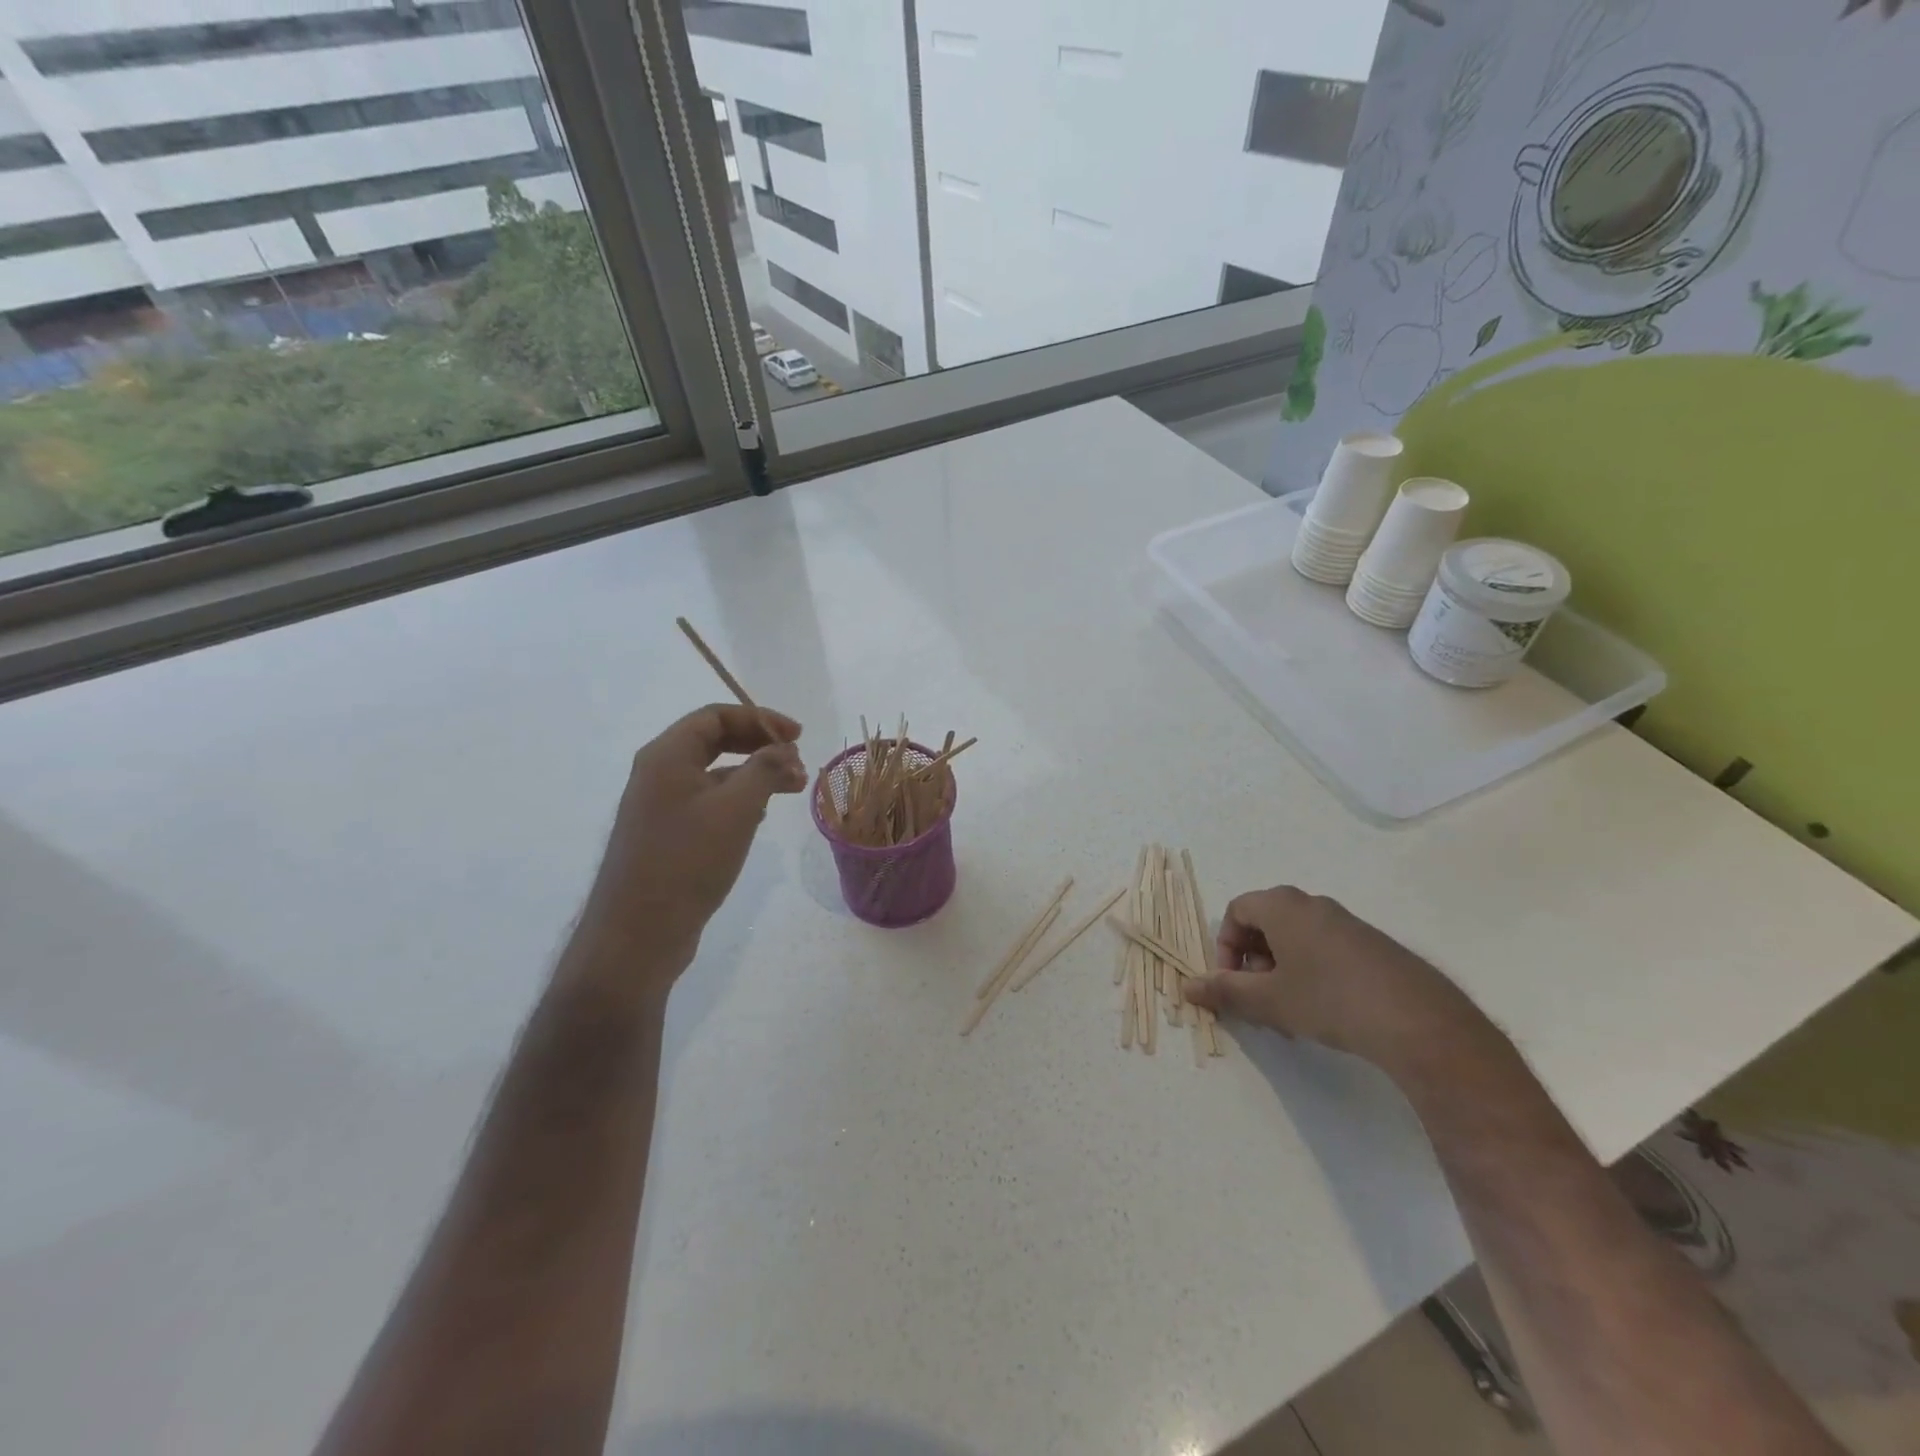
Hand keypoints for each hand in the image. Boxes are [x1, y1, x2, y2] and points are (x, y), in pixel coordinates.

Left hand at [569, 704, 806, 996]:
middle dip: (760, 746)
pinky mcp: (667, 836)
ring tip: (792, 789)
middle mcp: (658, 774)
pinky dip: (739, 800)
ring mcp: (659, 807)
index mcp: (666, 756)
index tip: (798, 736)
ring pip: (714, 774)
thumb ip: (765, 770)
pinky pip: (708, 802)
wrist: (637, 934)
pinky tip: (762, 816)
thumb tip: (784, 750)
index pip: (715, 716)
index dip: (760, 719)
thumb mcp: (737, 809)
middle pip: (714, 741)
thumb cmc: (687, 861)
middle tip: (797, 761)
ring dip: (754, 774)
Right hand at [1182, 886, 1500, 1080]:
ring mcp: (1348, 923)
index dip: (1226, 946)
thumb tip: (1186, 987)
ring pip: (1299, 938)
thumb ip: (1224, 990)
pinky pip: (1328, 949)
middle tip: (1260, 999)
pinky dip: (1314, 972)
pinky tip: (1328, 1011)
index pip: (1237, 910)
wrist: (1418, 1021)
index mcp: (1283, 906)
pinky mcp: (1375, 946)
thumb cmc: (1328, 999)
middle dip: (1254, 961)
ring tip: (1292, 1011)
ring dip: (1283, 969)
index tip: (1234, 982)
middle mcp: (1314, 904)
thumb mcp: (1267, 1000)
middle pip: (1267, 923)